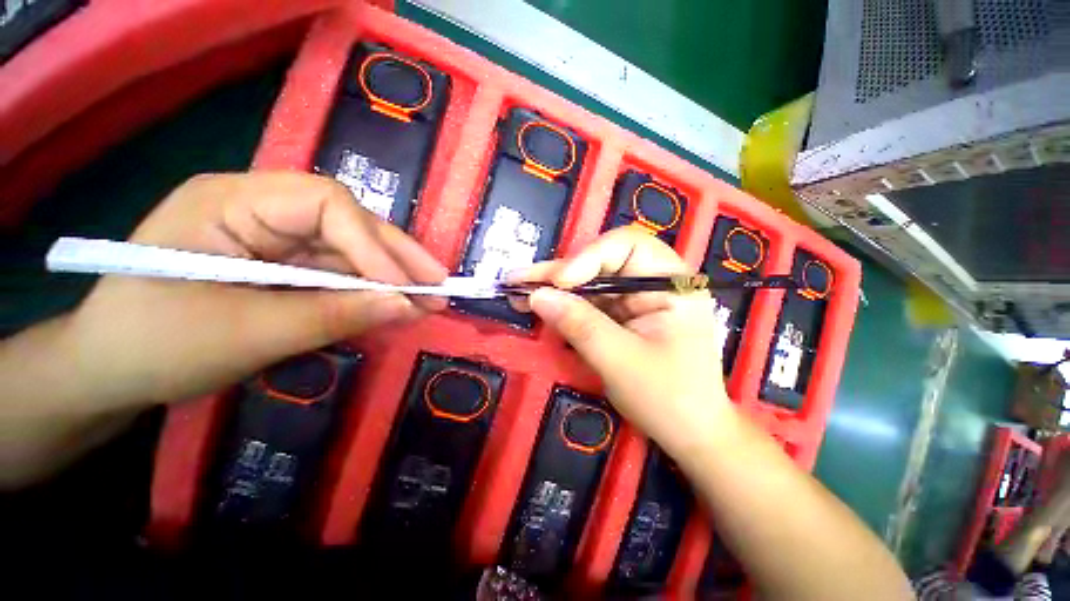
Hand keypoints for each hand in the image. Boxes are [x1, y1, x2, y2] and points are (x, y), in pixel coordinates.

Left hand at [66, 171, 447, 406]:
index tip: (405, 287)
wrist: (107, 371)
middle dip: (397, 257)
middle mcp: (258, 207)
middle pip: (347, 223)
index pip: (325, 203)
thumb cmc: (155, 347)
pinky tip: (396, 304)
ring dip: (391, 276)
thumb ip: (333, 314)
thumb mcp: (248, 335)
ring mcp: (272, 236)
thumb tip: (406, 304)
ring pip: (349, 248)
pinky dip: (368, 290)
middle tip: (440, 286)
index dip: (373, 244)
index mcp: (231, 202)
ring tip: (429, 300)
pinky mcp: (280, 263)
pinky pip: (336, 271)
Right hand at [509, 226, 732, 457]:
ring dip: (554, 288)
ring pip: (589, 283)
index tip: (560, 282)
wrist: (690, 435)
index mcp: (671, 284)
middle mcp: (652, 284)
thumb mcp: (621, 361)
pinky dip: (562, 306)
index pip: (627, 246)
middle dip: (560, 273)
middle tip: (519, 280)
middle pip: (601, 263)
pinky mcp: (621, 317)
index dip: (589, 257)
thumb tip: (537, 296)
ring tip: (517, 290)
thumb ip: (580, 325)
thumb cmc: (669, 400)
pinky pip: (588, 304)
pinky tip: (537, 306)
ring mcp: (635, 301)